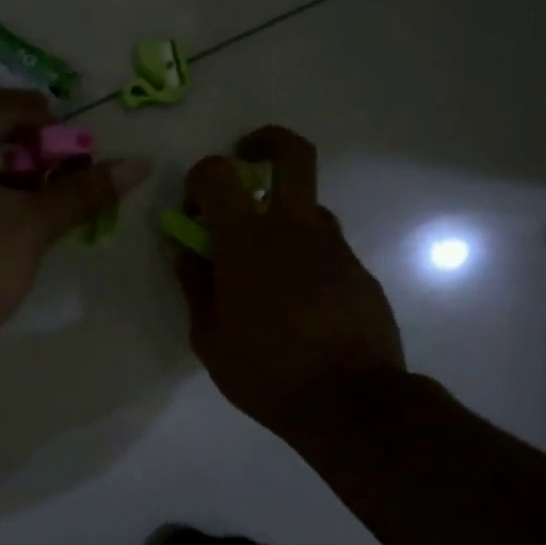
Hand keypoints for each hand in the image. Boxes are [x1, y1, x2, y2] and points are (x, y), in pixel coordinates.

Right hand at [174, 126, 403, 439]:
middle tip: (248, 158)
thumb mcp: (208, 336)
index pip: (217, 174)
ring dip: (283, 218)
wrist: (350, 403)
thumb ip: (194, 284)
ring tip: (268, 267)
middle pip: (292, 154)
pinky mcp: (360, 271)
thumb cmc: (265, 371)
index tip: (194, 206)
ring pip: (309, 207)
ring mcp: (334, 247)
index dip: (200, 178)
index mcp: (247, 240)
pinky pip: (326, 248)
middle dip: (267, 141)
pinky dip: (305, 258)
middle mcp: (295, 228)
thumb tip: (185, 249)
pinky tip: (298, 302)